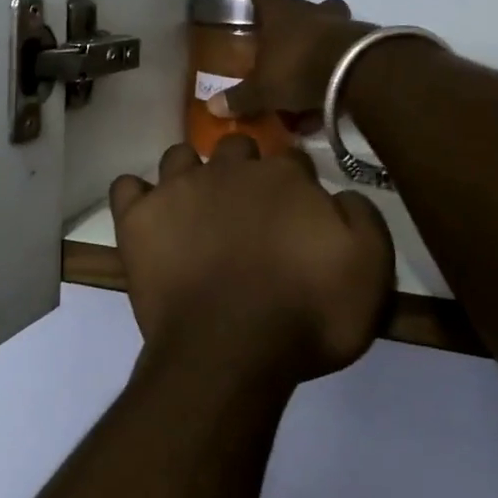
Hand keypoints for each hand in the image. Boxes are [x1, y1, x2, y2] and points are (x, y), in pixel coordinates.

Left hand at [109, 137, 394, 385]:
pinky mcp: (139, 217)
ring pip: (180, 156)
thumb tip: (342, 195)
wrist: (230, 349)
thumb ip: (363, 219)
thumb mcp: (370, 272)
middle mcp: (228, 169)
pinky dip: (137, 197)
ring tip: (194, 206)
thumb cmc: (306, 315)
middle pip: (236, 148)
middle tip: (246, 208)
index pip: (292, 160)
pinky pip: (127, 188)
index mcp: (283, 177)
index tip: (297, 211)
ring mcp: (178, 188)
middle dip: (243, 168)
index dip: (296, 184)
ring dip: (189, 173)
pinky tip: (147, 214)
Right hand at [209, 0, 376, 126]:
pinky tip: (324, 105)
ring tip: (303, 82)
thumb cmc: (299, 67)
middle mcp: (313, 12)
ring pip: (327, 29)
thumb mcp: (263, 88)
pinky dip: (332, 77)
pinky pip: (343, 58)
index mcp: (281, 10)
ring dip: (316, 49)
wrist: (360, 75)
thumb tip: (212, 107)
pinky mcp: (366, 49)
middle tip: (278, 48)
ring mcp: (343, 27)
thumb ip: (240, 97)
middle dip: (290, 24)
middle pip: (301, 5)